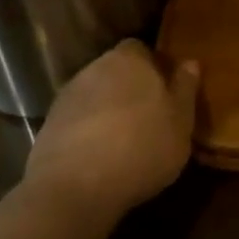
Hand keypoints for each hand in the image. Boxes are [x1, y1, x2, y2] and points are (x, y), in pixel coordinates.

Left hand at [23, 41, 198, 223]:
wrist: (75, 188)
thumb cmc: (142, 147)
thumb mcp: (181, 121)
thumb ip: (185, 89)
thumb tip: (190, 63)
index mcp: (129, 60)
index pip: (141, 49)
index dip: (153, 67)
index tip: (166, 90)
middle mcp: (94, 69)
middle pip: (116, 71)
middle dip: (130, 88)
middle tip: (150, 116)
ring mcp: (67, 97)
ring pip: (96, 96)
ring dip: (108, 111)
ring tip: (126, 141)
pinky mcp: (48, 127)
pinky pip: (78, 121)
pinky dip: (89, 132)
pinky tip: (102, 157)